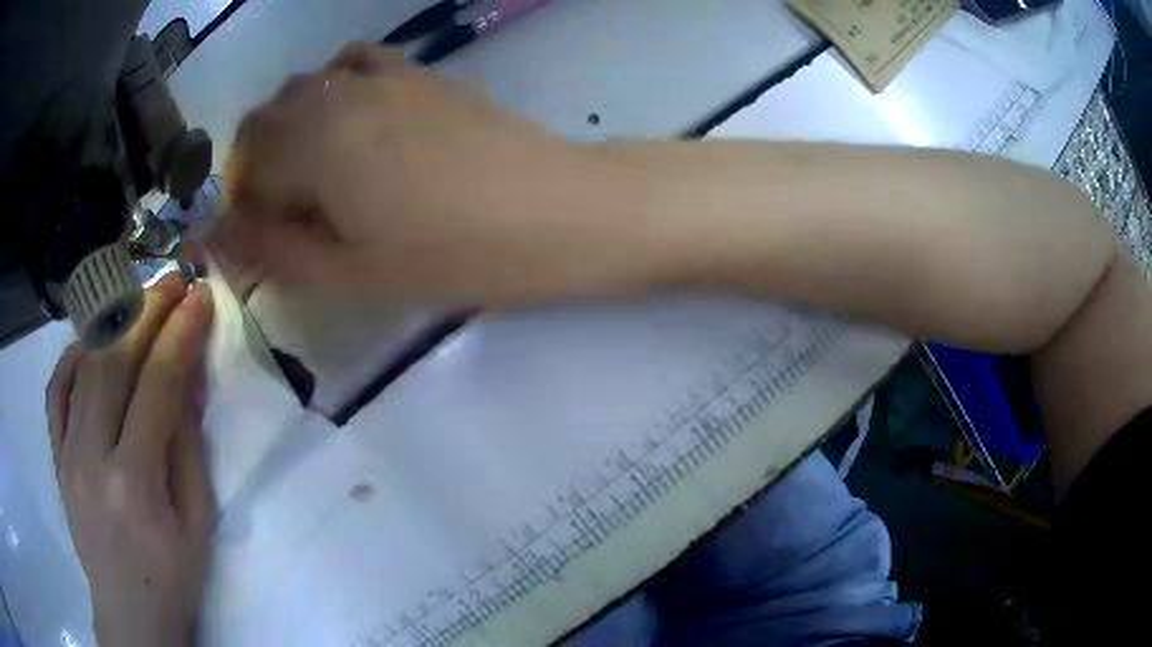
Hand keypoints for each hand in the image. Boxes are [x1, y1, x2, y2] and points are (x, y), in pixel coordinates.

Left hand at [46, 275, 214, 646]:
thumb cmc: (172, 580)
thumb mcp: (197, 524)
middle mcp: (92, 456)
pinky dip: (71, 357)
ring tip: (138, 301)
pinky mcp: (56, 457)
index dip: (180, 335)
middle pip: (113, 362)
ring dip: (113, 324)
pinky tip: (89, 344)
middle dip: (146, 311)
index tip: (201, 299)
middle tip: (173, 283)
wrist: (129, 616)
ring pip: (83, 366)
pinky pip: (56, 392)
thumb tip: (187, 382)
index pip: (156, 386)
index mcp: (134, 482)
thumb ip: (188, 449)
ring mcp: (67, 454)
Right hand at [216, 42, 657, 304]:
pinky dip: (333, 86)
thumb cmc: (452, 254)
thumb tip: (220, 236)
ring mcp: (381, 74)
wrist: (553, 209)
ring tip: (313, 171)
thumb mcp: (352, 271)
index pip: (244, 165)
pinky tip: (351, 118)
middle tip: (285, 213)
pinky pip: (354, 62)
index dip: (241, 205)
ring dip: (289, 126)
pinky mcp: (418, 72)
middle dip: (257, 165)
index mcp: (311, 144)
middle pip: (265, 119)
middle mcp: (336, 94)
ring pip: (303, 87)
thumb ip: (274, 251)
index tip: (258, 237)